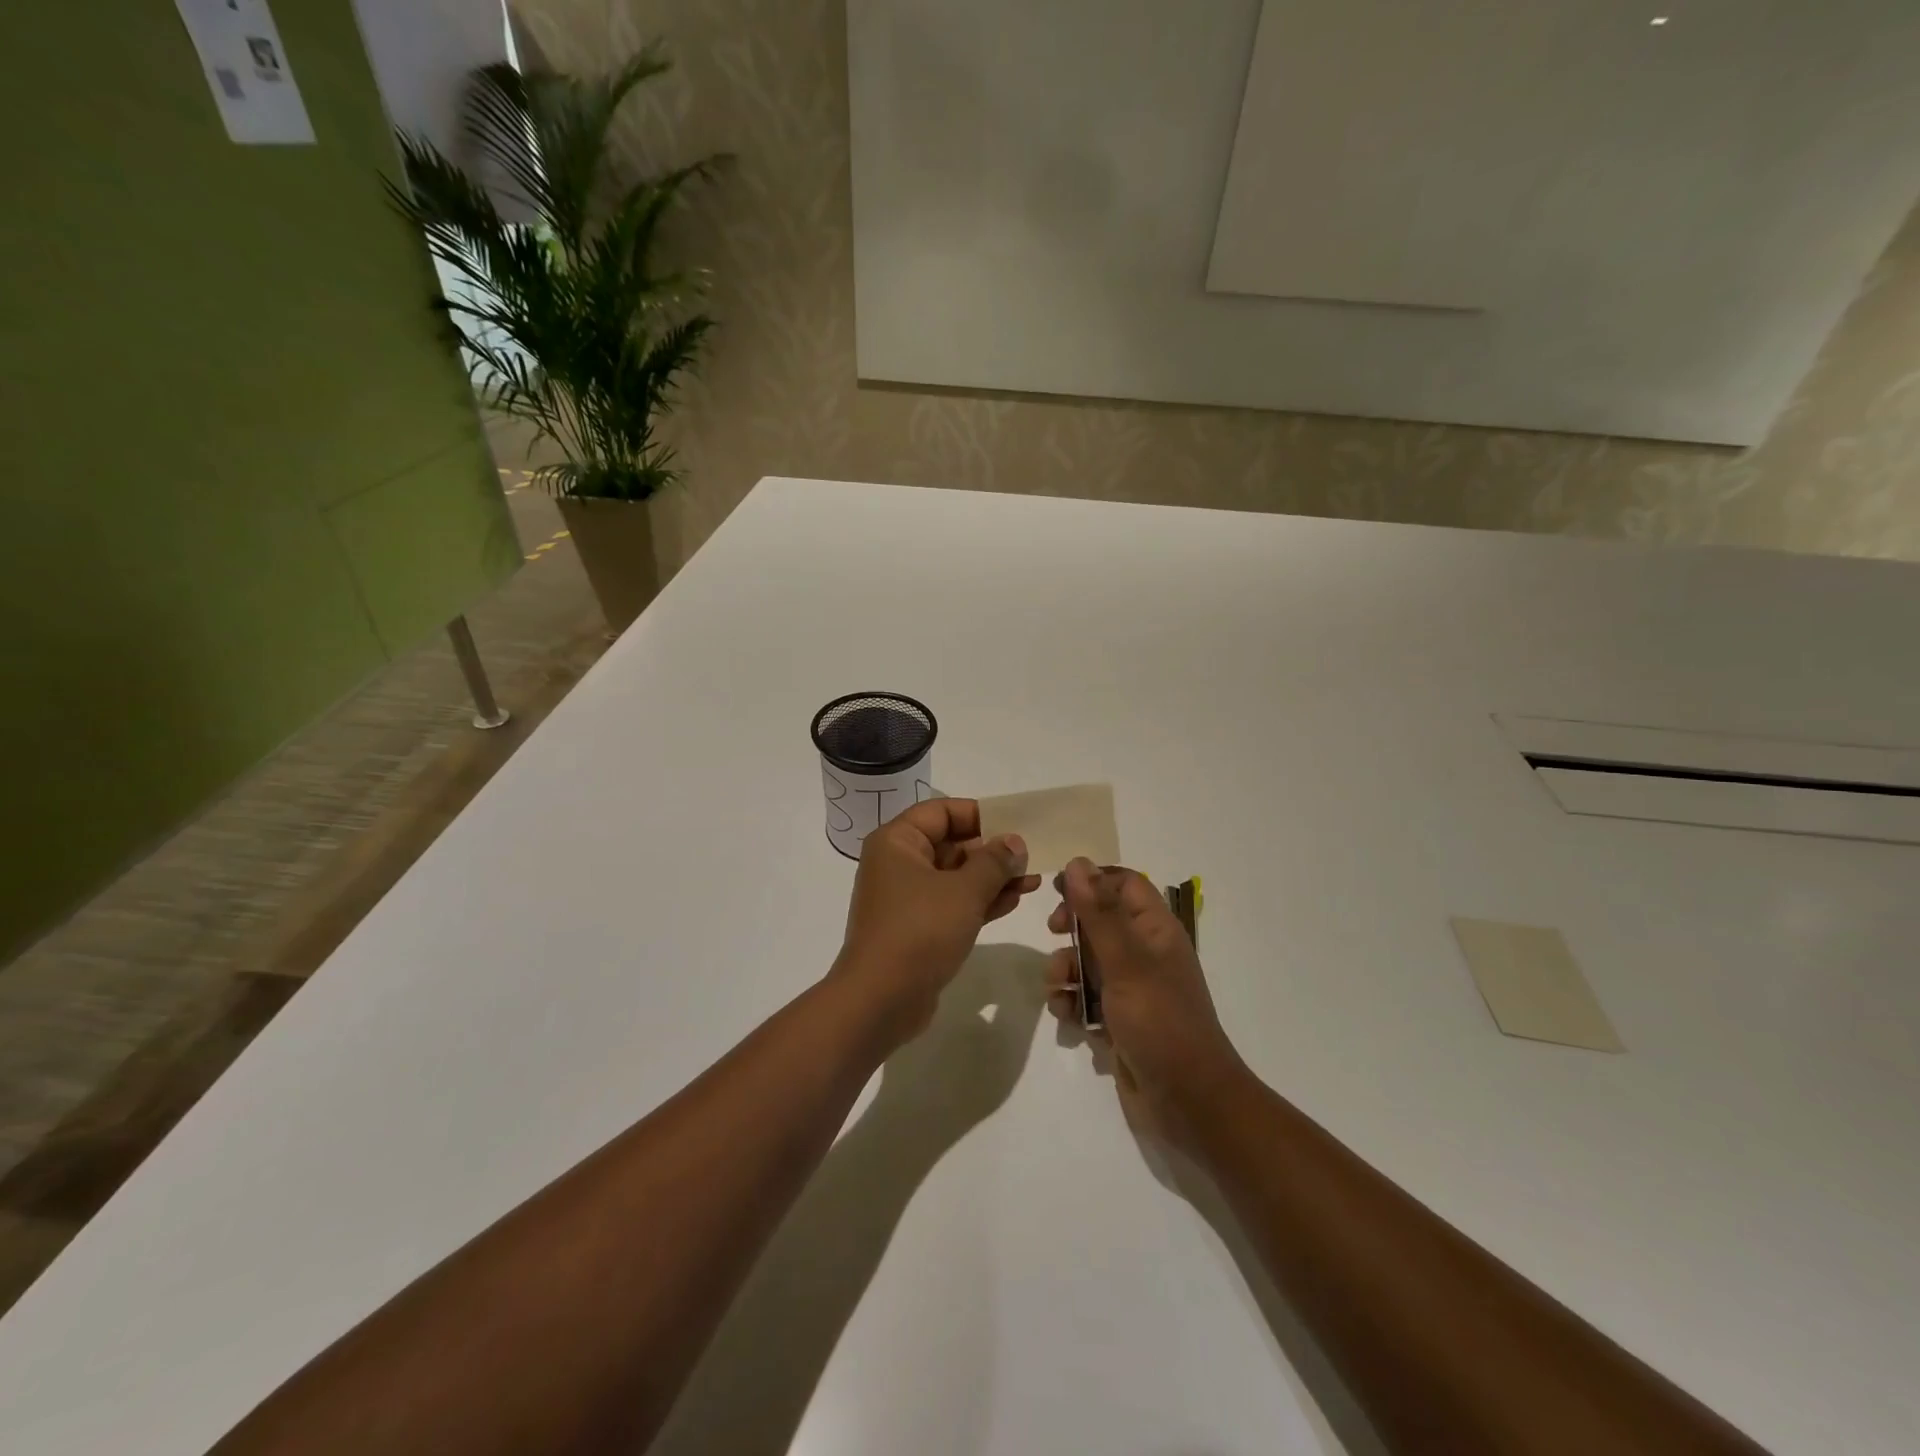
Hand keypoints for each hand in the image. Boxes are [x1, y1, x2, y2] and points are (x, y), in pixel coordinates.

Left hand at [834, 799, 1040, 1047]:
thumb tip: (1014, 842)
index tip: (1014, 824)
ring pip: (955, 877)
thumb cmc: (920, 931)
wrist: (881, 999)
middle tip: (1031, 856)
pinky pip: (953, 904)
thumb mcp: (964, 891)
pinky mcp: (917, 928)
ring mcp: (907, 898)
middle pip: (950, 843)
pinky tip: (1015, 900)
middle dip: (992, 850)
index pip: (941, 811)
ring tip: (1033, 880)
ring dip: (992, 878)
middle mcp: (898, 863)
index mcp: (897, 842)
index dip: (979, 814)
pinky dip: (981, 901)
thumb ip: (993, 862)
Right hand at [1047, 859, 1248, 1144]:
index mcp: (1156, 930)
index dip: (1092, 881)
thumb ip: (1098, 912)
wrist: (1188, 1102)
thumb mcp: (1126, 961)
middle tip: (1053, 932)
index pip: (1124, 883)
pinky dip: (1072, 1001)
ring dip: (1065, 968)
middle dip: (1072, 927)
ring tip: (1058, 988)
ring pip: (1087, 960)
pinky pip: (1086, 997)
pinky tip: (1066, 1017)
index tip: (1058, 890)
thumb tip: (1077, 862)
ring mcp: (1132, 988)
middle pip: (1100, 920)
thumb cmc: (1161, 1022)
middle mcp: (1145, 953)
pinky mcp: (1119, 1019)